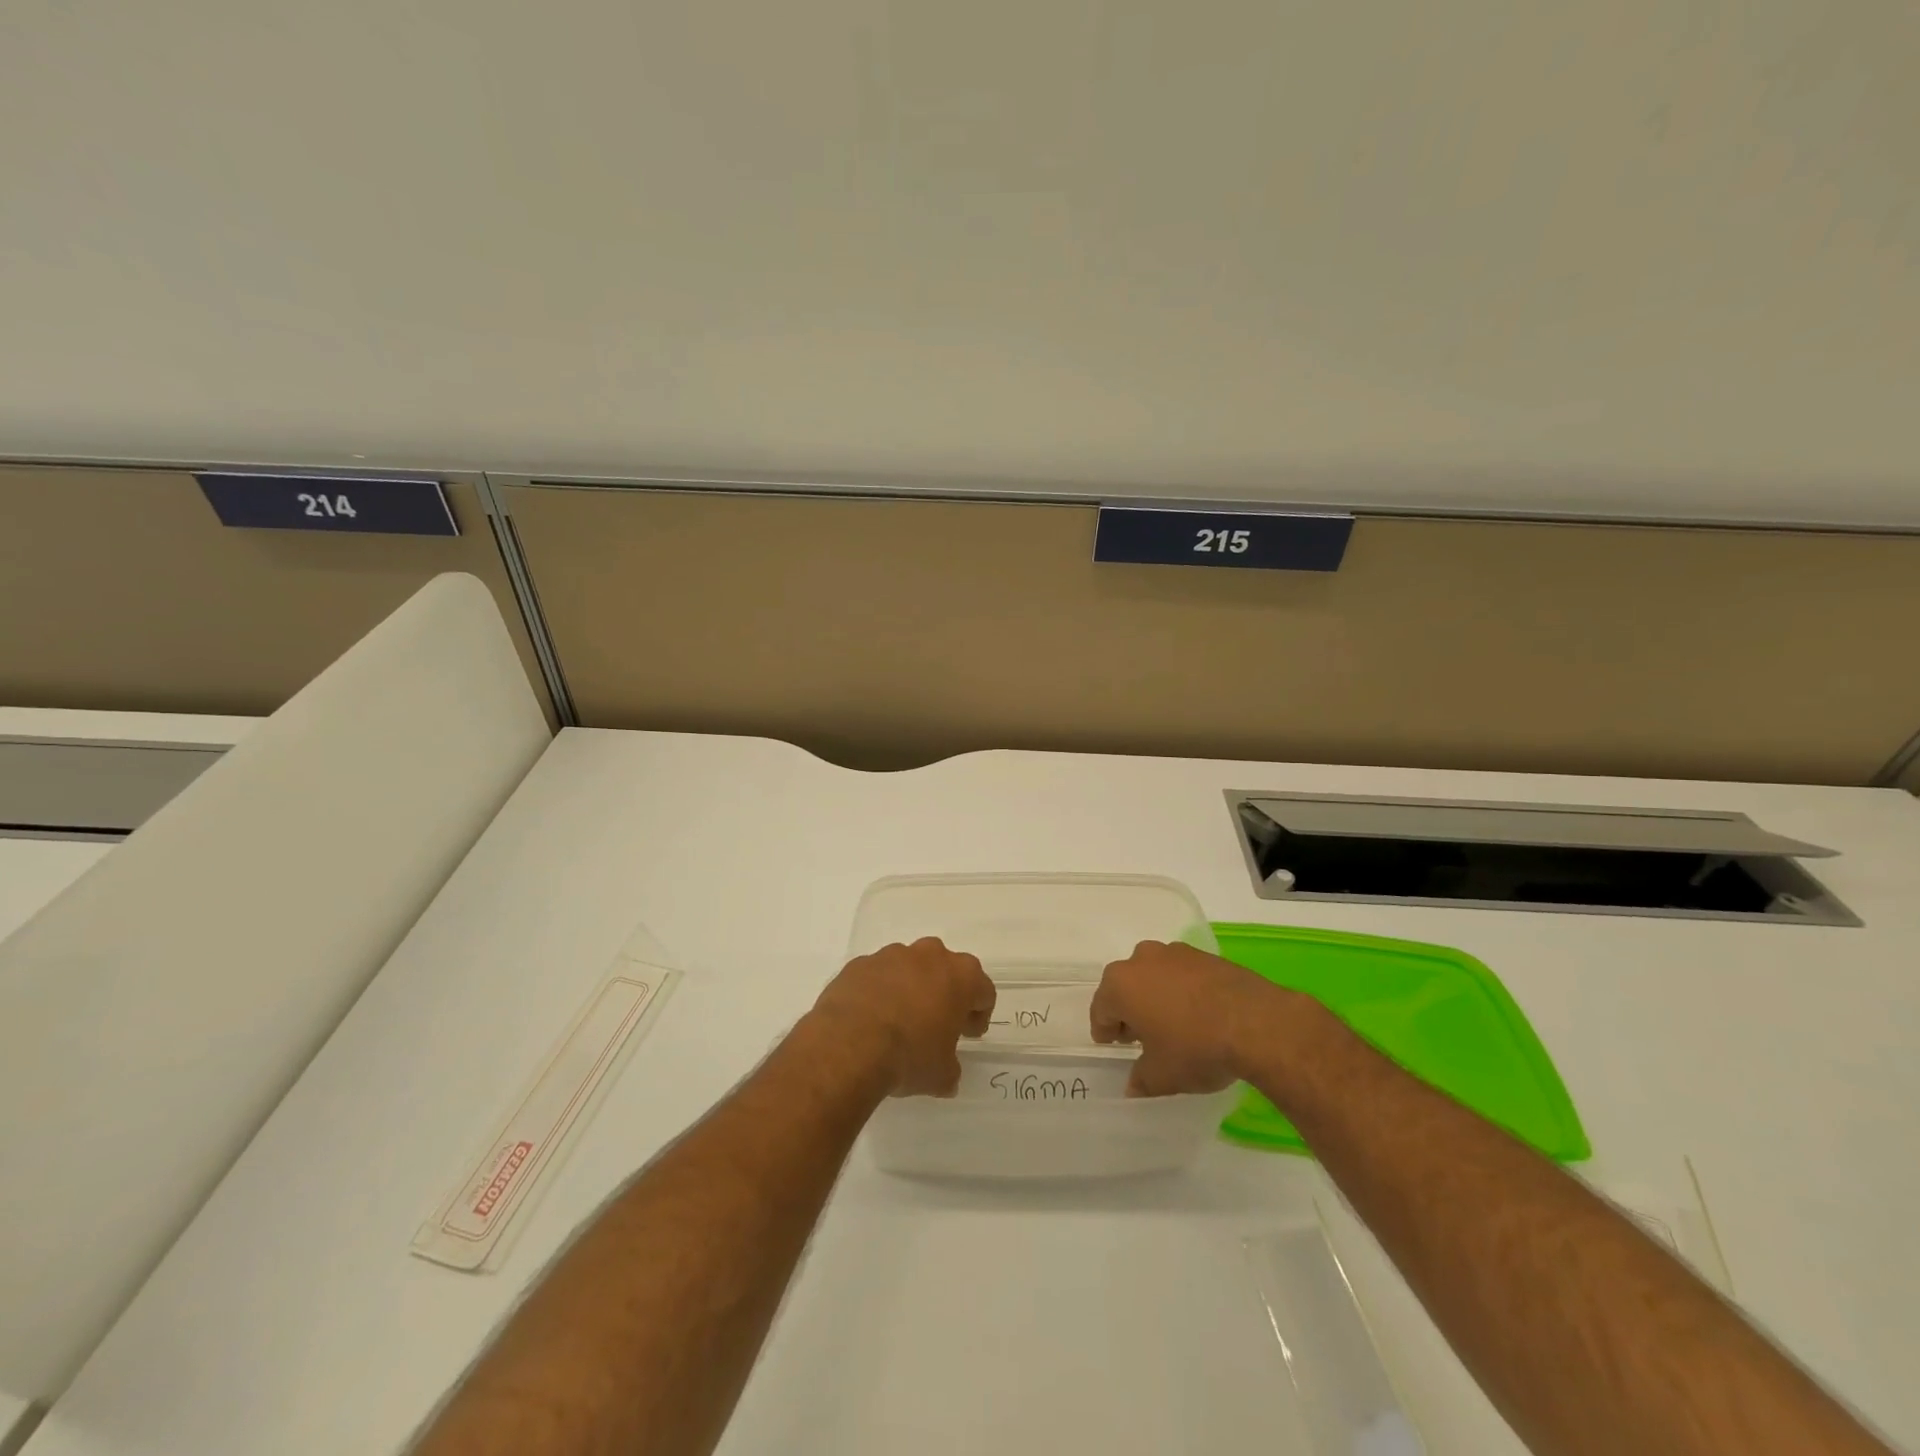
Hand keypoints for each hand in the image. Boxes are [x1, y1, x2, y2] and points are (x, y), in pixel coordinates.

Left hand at [810, 938, 996, 1096]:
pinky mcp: (860, 964)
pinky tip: (870, 1019)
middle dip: (945, 993)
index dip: (978, 1013)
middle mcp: (929, 955)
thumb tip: (947, 1076)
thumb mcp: (941, 1075)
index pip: (983, 990)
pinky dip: (879, 991)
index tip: (968, 1033)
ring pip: (910, 967)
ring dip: (910, 988)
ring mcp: (891, 955)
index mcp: (960, 976)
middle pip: (946, 970)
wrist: (848, 1045)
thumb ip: (950, 1069)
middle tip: (937, 1024)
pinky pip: (878, 975)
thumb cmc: (909, 1055)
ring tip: (899, 1022)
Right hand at [1091, 940, 1292, 1096]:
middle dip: (1130, 1010)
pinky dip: (1183, 990)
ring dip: (1156, 996)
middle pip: (1126, 987)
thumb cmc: (1195, 1048)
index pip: (1101, 1009)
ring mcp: (1175, 952)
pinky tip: (1198, 1014)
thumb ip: (1141, 1080)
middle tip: (1141, 1037)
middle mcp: (1141, 960)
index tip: (1114, 1044)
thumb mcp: (1162, 1076)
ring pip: (1154, 976)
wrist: (1255, 1023)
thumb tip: (1133, 1085)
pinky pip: (1182, 974)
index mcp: (1120, 985)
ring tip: (1173, 1024)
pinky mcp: (1205, 955)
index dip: (1105, 1030)